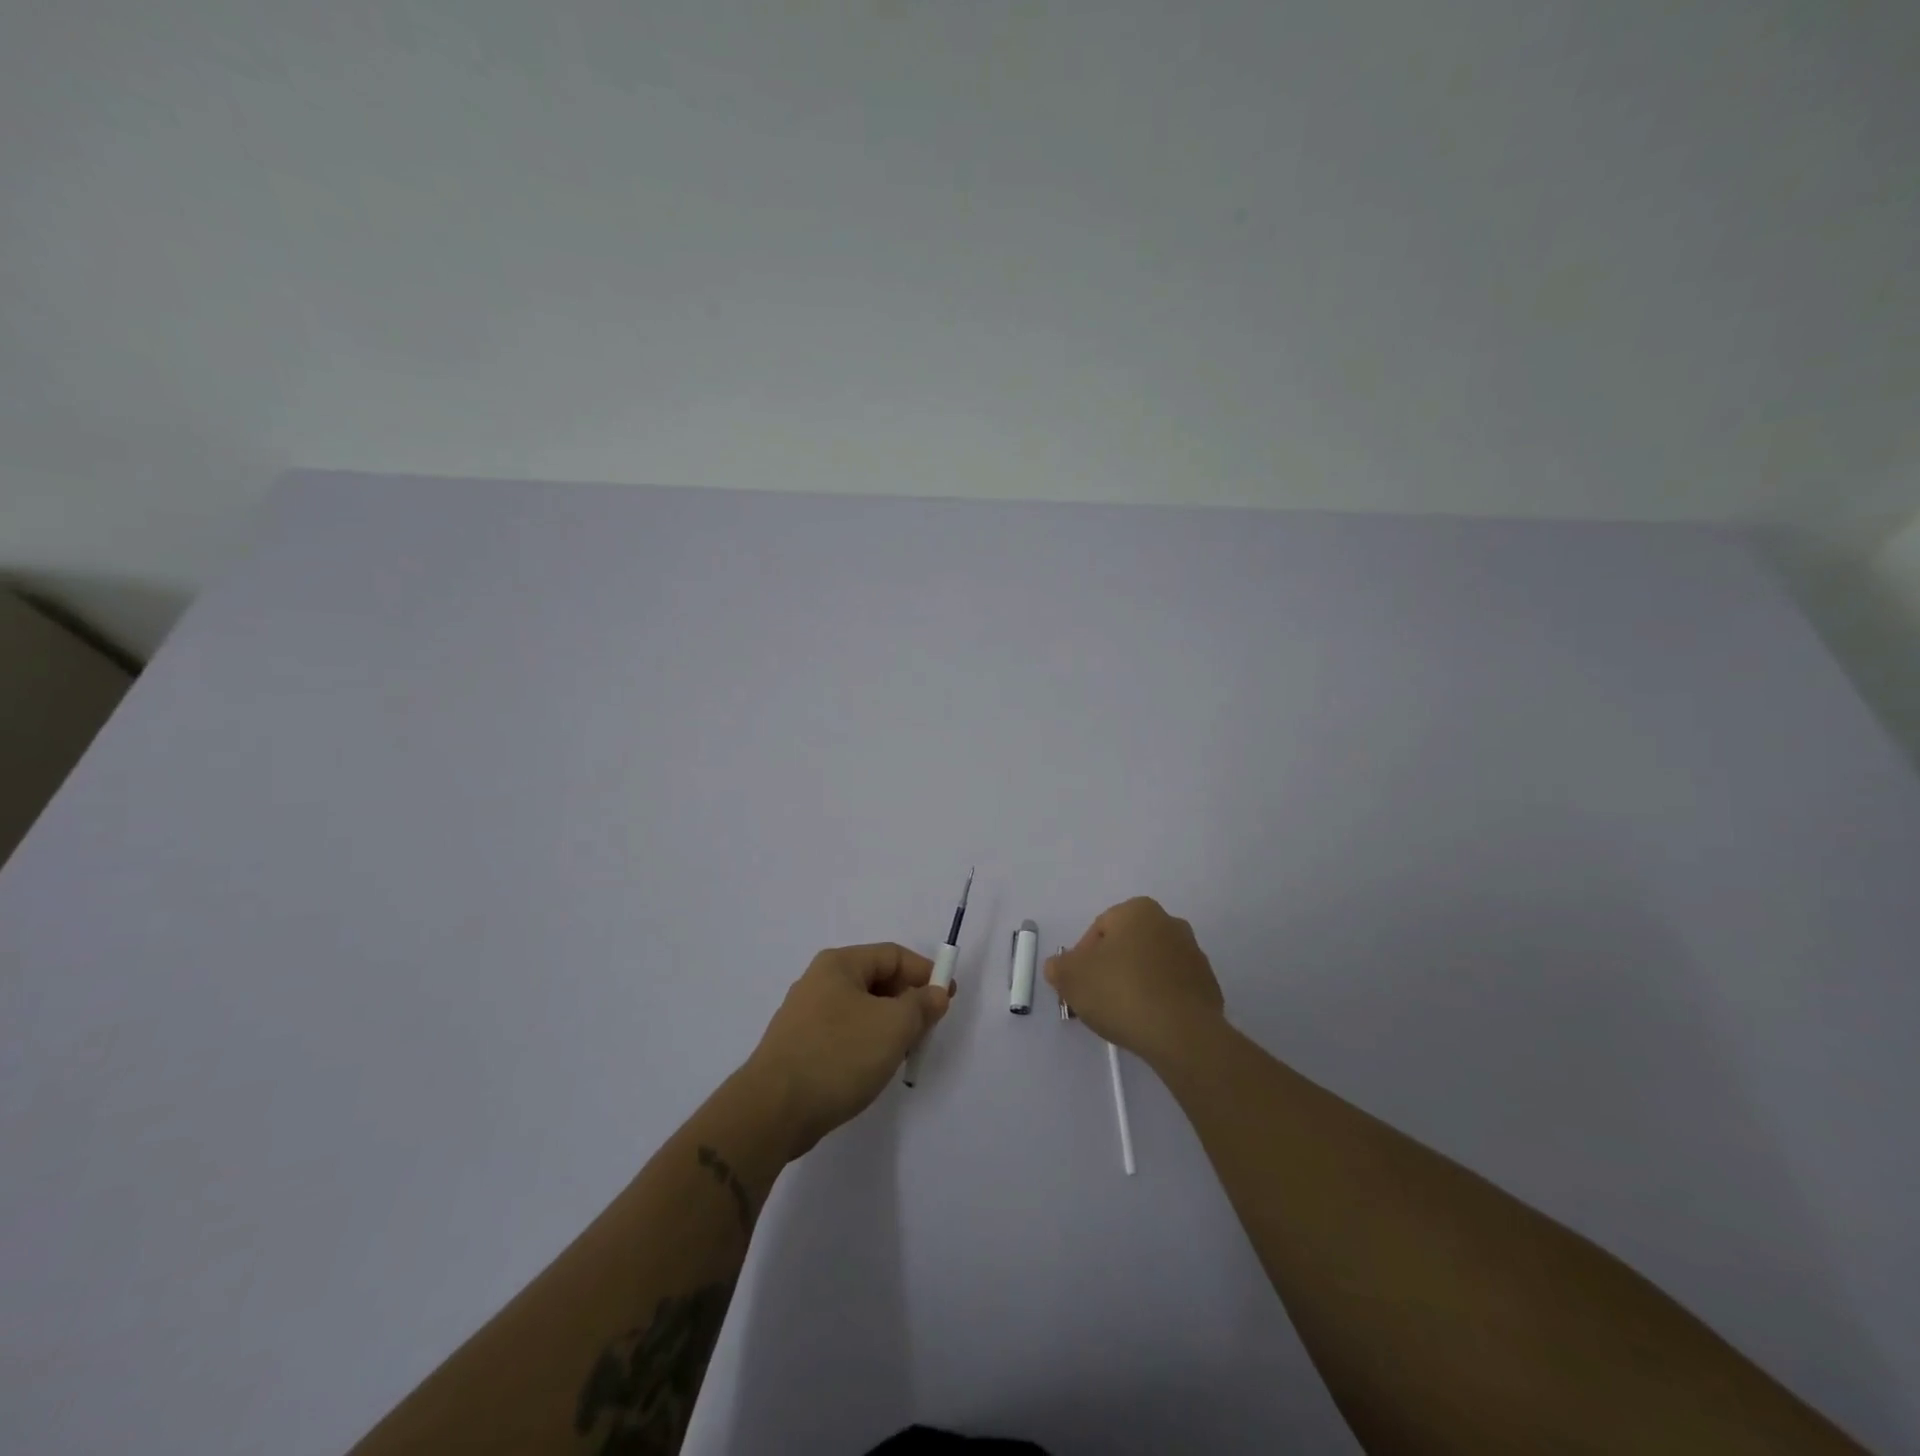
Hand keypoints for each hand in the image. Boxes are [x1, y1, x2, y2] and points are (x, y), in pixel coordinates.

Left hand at [743, 943, 953, 1157]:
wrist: (772, 1111)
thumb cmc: (838, 1055)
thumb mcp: (893, 1026)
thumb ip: (921, 1005)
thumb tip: (935, 994)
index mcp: (839, 964)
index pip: (893, 955)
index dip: (925, 972)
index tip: (948, 998)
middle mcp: (819, 981)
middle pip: (876, 981)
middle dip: (907, 1002)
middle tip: (927, 1030)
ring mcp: (805, 1015)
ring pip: (861, 1010)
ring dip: (888, 1026)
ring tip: (903, 1053)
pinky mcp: (798, 1047)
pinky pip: (844, 1034)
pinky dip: (866, 1044)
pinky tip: (872, 1069)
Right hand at [1045, 897, 1224, 1066]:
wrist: (1181, 1034)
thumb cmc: (1121, 992)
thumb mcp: (1071, 977)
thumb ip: (1059, 966)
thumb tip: (1060, 967)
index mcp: (1138, 911)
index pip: (1099, 928)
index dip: (1082, 957)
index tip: (1078, 984)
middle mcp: (1170, 923)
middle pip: (1128, 945)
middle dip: (1110, 968)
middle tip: (1096, 998)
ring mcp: (1194, 955)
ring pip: (1152, 966)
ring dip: (1136, 983)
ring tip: (1122, 1015)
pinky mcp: (1209, 986)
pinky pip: (1173, 989)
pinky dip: (1159, 1000)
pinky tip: (1148, 1023)